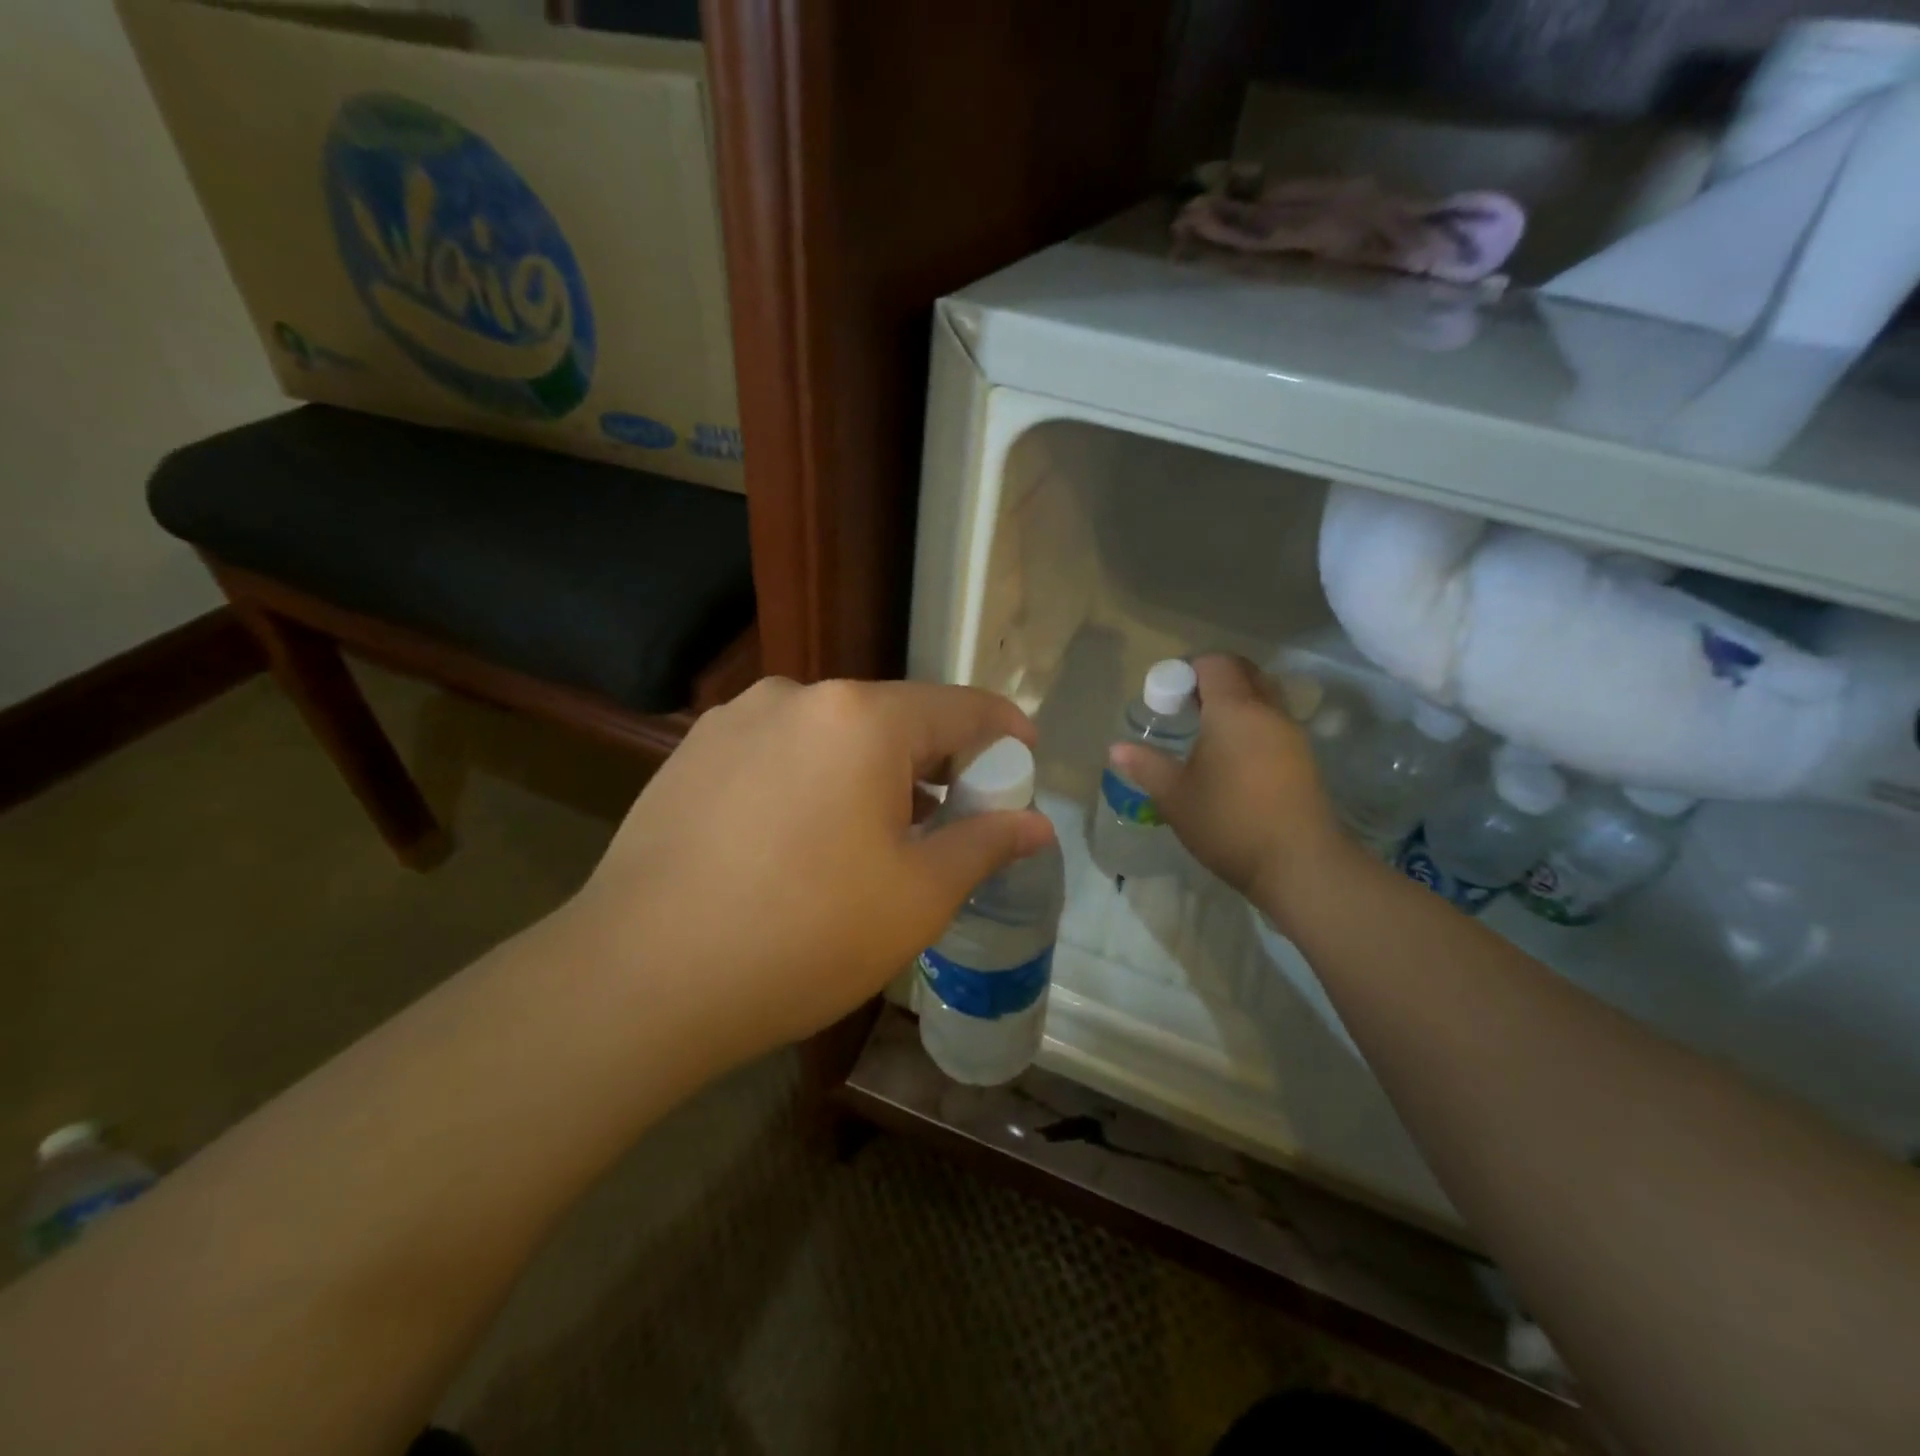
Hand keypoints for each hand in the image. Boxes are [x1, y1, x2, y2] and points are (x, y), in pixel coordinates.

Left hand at [566, 678, 1055, 1062]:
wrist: (638, 979)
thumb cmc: (802, 936)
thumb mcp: (916, 898)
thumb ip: (985, 845)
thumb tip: (1034, 823)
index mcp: (860, 718)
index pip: (960, 707)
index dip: (1004, 732)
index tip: (1025, 758)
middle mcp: (795, 696)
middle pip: (893, 720)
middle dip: (935, 763)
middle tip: (954, 821)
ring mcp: (734, 720)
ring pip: (832, 737)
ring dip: (870, 774)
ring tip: (874, 839)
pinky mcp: (692, 754)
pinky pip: (779, 753)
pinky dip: (812, 782)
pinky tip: (799, 841)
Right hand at [1108, 655, 1352, 922]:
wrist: (1300, 864)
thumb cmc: (1229, 822)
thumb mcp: (1175, 796)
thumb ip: (1145, 766)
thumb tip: (1116, 748)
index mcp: (1233, 710)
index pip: (1215, 663)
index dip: (1188, 669)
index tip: (1167, 696)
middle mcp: (1268, 711)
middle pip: (1244, 672)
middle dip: (1213, 680)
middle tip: (1186, 708)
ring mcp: (1292, 734)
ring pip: (1264, 696)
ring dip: (1236, 702)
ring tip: (1208, 734)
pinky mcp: (1305, 758)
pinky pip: (1274, 722)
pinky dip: (1253, 724)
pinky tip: (1234, 759)